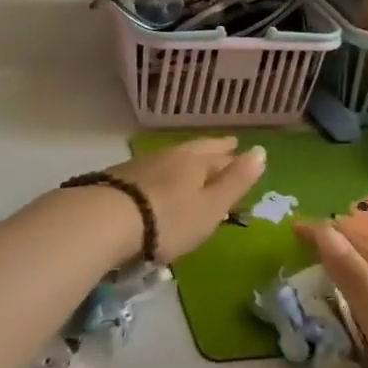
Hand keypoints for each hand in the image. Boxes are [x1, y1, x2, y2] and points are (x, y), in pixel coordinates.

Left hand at [104, 137, 266, 264]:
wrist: (106, 220)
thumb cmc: (168, 219)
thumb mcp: (210, 207)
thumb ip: (235, 181)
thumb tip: (261, 150)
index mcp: (195, 162)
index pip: (220, 155)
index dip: (232, 155)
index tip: (240, 149)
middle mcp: (170, 156)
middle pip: (195, 151)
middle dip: (212, 151)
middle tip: (225, 147)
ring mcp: (141, 165)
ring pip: (172, 158)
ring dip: (186, 160)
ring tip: (193, 164)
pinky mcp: (119, 178)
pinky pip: (151, 170)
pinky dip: (163, 172)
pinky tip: (158, 180)